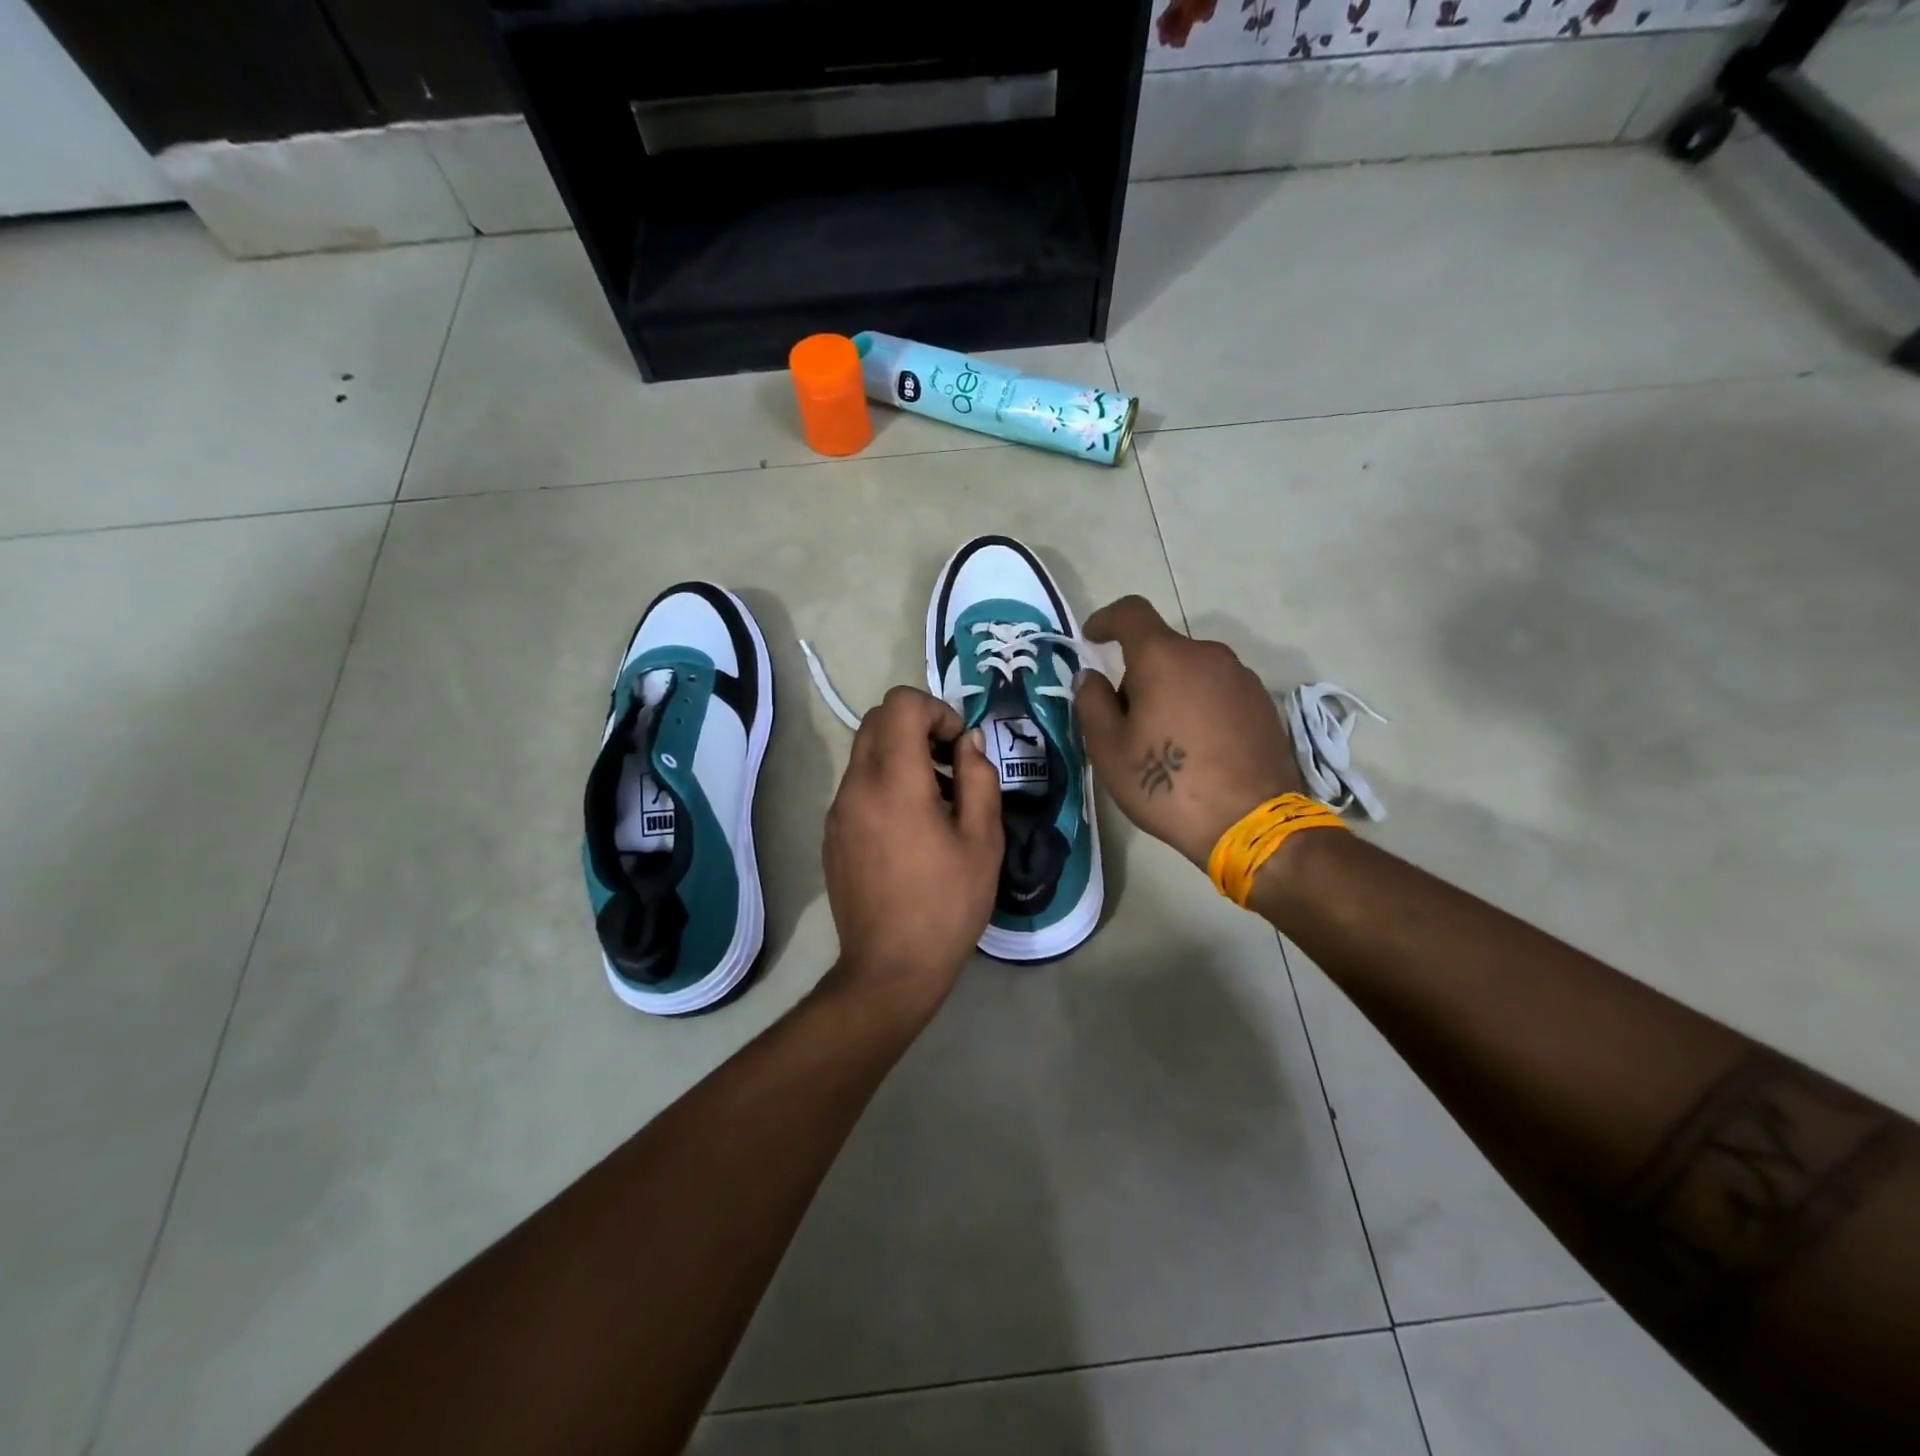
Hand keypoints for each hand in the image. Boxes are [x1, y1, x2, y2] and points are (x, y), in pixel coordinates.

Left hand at [820, 686, 1003, 1020]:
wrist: (890, 967)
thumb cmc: (946, 904)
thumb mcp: (983, 840)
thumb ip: (978, 777)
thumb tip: (968, 742)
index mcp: (894, 781)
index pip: (900, 704)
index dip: (935, 710)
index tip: (958, 746)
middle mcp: (856, 785)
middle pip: (878, 720)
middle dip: (918, 726)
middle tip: (950, 764)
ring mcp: (837, 810)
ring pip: (865, 752)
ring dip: (901, 755)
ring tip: (937, 799)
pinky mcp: (832, 833)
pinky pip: (857, 785)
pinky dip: (884, 782)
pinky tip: (911, 828)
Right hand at [1074, 597, 1303, 868]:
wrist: (1251, 823)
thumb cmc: (1167, 784)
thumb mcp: (1109, 749)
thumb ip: (1092, 703)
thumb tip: (1090, 676)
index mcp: (1164, 657)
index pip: (1131, 613)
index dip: (1106, 619)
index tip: (1091, 638)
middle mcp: (1207, 655)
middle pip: (1162, 648)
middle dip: (1138, 673)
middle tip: (1125, 719)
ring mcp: (1241, 678)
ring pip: (1193, 671)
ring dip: (1172, 690)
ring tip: (1165, 739)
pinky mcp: (1264, 704)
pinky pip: (1219, 691)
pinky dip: (1200, 705)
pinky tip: (1198, 748)